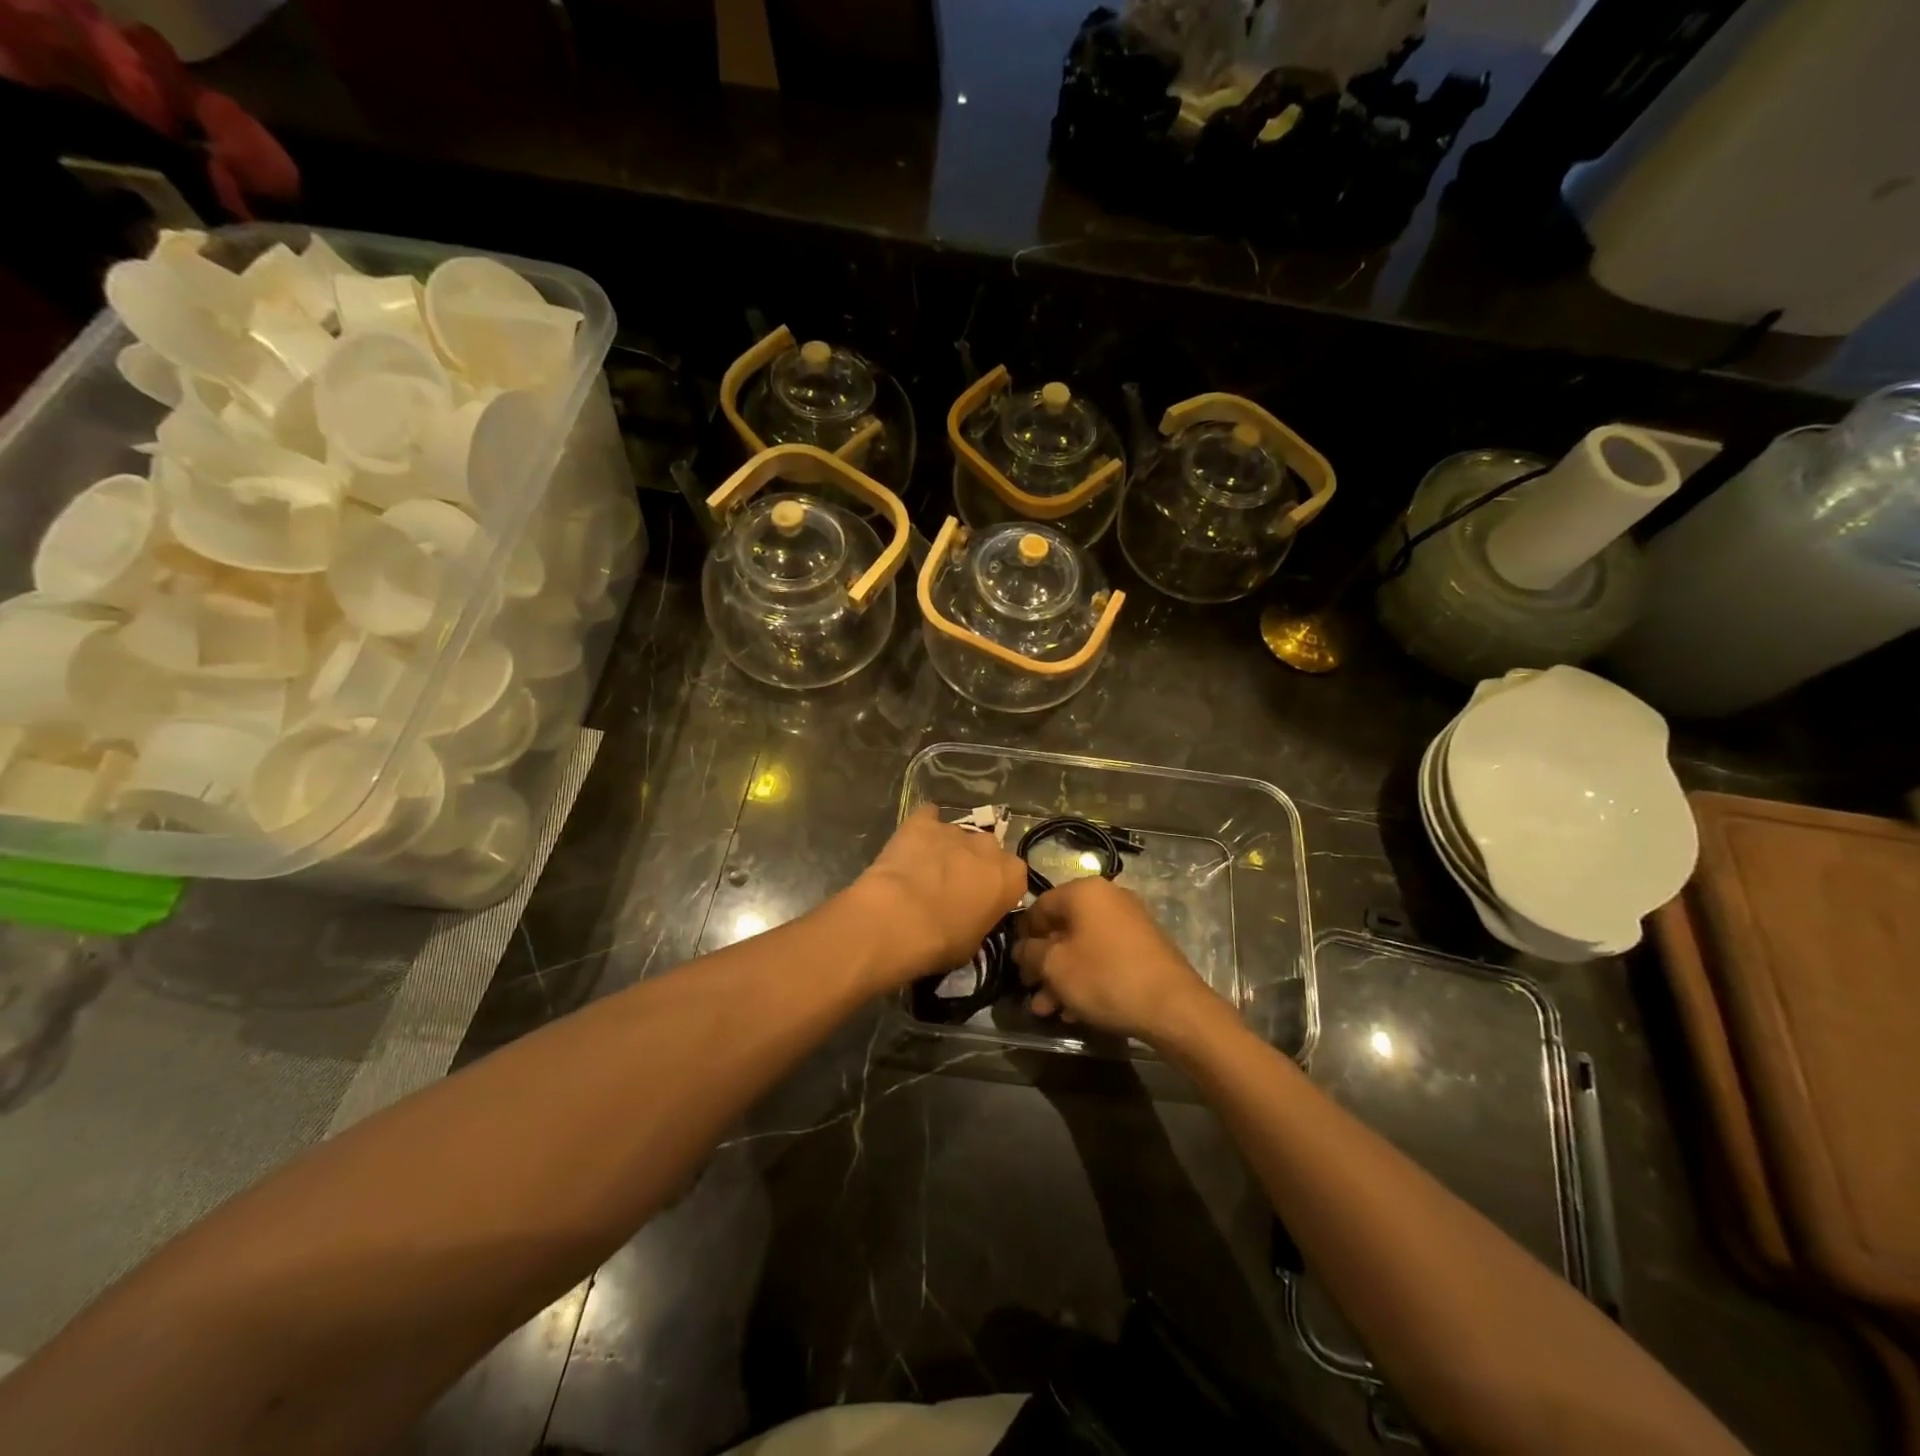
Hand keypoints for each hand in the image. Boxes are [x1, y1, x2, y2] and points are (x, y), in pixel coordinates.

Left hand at [847, 806, 1028, 988]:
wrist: (898, 919)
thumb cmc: (942, 941)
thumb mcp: (975, 941)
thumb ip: (982, 917)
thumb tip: (972, 913)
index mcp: (1011, 875)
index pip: (1013, 875)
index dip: (996, 887)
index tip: (982, 900)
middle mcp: (989, 846)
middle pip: (987, 850)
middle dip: (974, 864)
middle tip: (953, 886)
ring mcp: (955, 829)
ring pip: (957, 836)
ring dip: (947, 850)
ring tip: (925, 871)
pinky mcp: (922, 821)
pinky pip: (927, 818)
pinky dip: (922, 829)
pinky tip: (911, 844)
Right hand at [1012, 877, 1212, 1041]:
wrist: (1172, 1006)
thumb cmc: (1104, 976)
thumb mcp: (1054, 966)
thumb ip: (1029, 953)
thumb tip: (1022, 949)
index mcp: (1083, 891)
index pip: (1039, 906)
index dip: (1022, 936)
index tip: (1016, 965)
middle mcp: (1108, 898)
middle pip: (1062, 928)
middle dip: (1043, 963)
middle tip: (1031, 991)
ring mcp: (1129, 922)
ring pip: (1083, 947)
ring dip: (1062, 977)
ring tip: (1049, 1010)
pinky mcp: (1144, 947)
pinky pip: (1104, 957)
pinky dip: (1087, 977)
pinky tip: (1076, 1011)